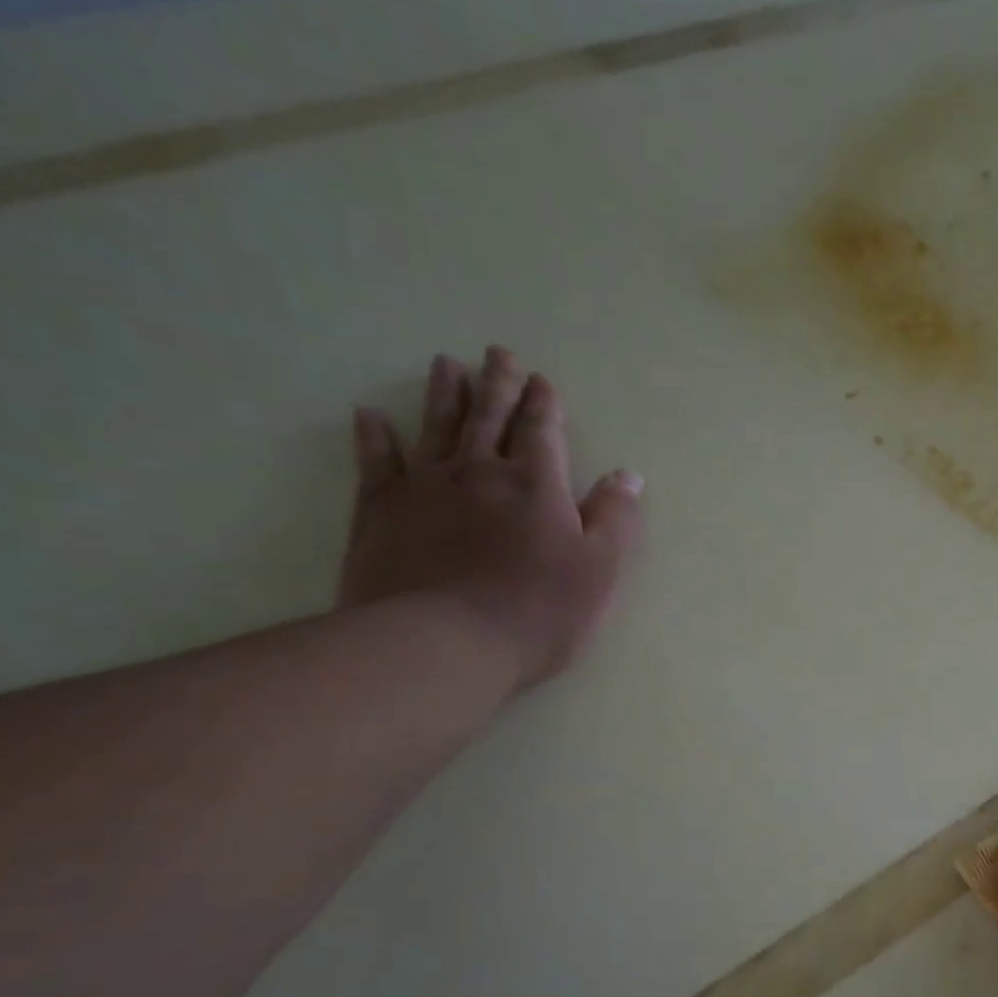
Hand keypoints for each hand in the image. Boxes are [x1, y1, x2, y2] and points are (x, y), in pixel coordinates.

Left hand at [340, 347, 642, 690]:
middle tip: (499, 353)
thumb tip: (627, 476)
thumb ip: (616, 518)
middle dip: (499, 384)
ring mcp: (425, 487)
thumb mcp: (600, 568)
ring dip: (444, 395)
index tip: (542, 380)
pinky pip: (376, 462)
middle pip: (489, 417)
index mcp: (536, 485)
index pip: (542, 432)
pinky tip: (370, 415)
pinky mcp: (381, 511)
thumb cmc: (538, 610)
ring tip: (447, 365)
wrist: (443, 643)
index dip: (544, 405)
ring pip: (437, 427)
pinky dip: (374, 436)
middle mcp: (479, 472)